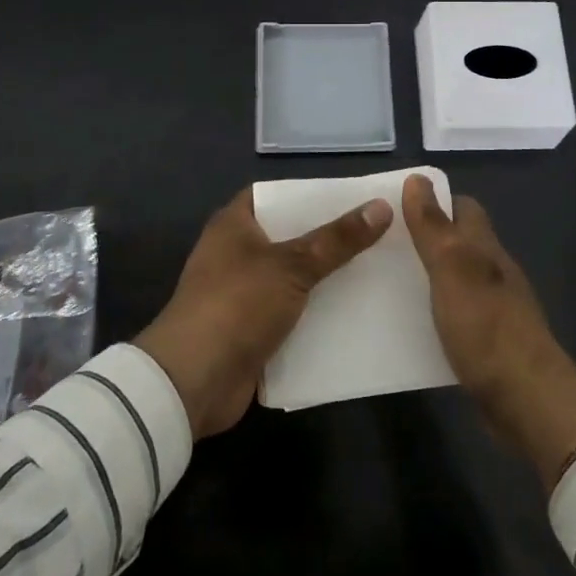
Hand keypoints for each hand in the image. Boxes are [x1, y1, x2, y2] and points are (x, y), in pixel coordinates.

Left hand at [137, 188, 392, 438]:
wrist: (193, 381)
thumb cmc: (237, 304)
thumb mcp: (292, 266)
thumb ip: (337, 240)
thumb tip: (381, 207)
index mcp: (234, 225)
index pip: (276, 196)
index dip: (310, 194)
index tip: (352, 197)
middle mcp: (235, 254)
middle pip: (290, 237)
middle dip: (328, 239)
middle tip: (376, 234)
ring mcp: (242, 294)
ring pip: (294, 278)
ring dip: (326, 279)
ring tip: (376, 271)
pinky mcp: (250, 331)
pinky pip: (291, 314)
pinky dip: (317, 315)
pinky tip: (355, 313)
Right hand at [402, 173, 575, 487]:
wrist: (526, 399)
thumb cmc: (486, 326)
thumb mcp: (451, 268)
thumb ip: (433, 226)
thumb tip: (418, 178)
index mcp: (485, 248)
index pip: (463, 208)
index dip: (434, 201)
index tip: (397, 207)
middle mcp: (493, 272)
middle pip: (460, 242)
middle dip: (426, 239)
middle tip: (382, 246)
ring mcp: (494, 308)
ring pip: (458, 279)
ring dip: (429, 277)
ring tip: (387, 282)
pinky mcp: (489, 342)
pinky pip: (457, 314)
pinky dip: (436, 312)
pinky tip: (411, 324)